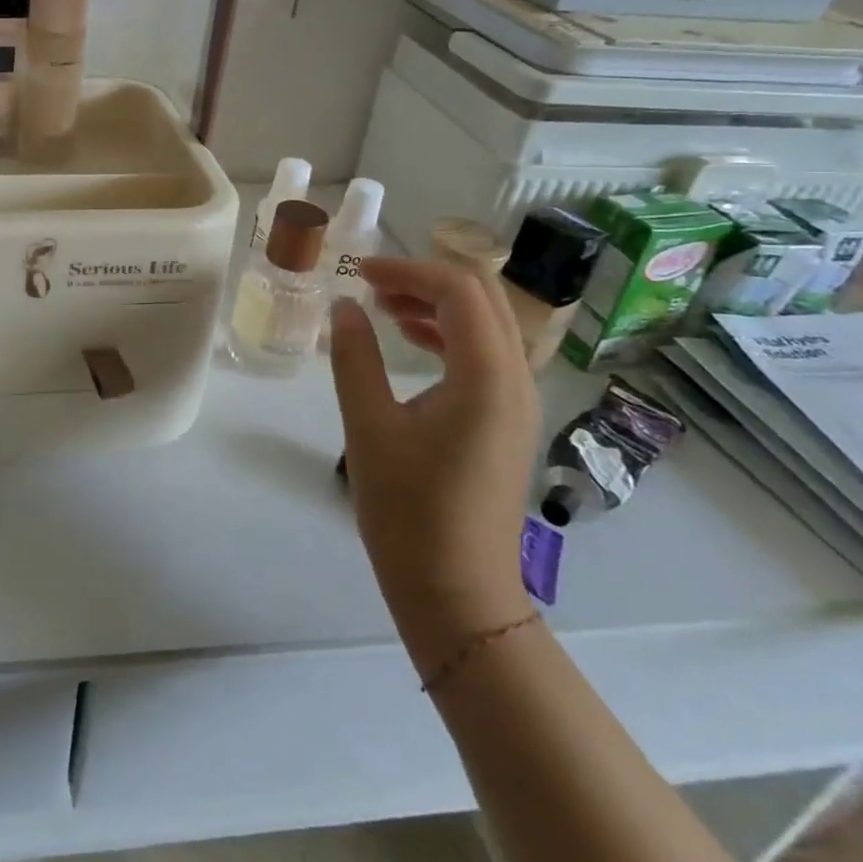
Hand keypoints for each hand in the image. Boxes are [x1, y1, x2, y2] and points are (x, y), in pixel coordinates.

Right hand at [329, 259, 539, 668]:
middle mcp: (516, 380)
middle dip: (427, 278)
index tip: (360, 272)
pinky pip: (487, 353)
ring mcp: (518, 402)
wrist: (457, 591)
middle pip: (484, 298)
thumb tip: (344, 306)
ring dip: (439, 303)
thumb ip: (354, 357)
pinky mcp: (508, 420)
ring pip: (489, 324)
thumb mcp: (368, 427)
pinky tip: (410, 342)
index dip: (408, 270)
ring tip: (384, 306)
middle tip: (372, 283)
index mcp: (486, 378)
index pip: (459, 291)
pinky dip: (450, 333)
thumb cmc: (408, 510)